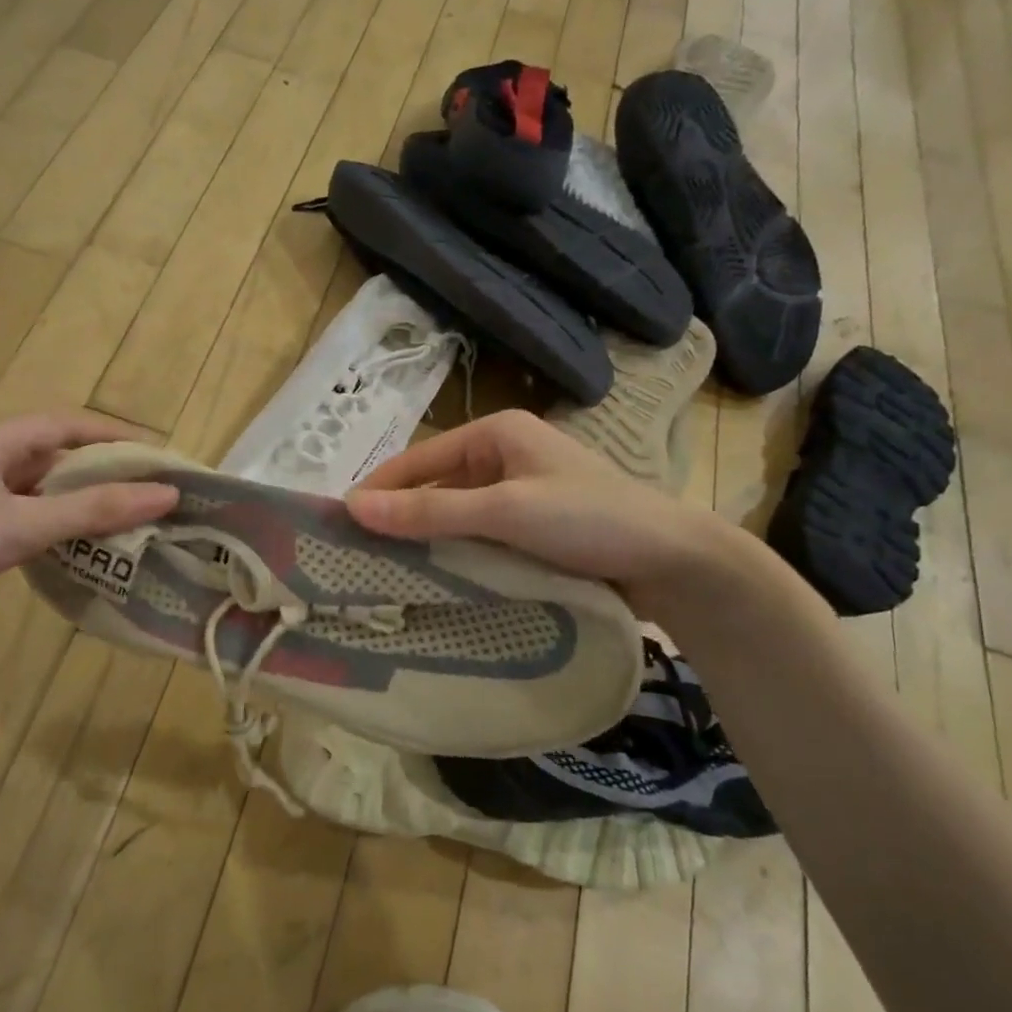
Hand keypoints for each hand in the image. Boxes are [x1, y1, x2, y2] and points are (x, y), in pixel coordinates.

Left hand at [0, 412, 177, 653]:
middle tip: (146, 496)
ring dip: (75, 506)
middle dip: (99, 474)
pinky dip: (48, 532)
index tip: (156, 456)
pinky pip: (16, 522)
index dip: (113, 436)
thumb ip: (95, 510)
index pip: (65, 424)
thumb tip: (167, 494)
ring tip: (122, 526)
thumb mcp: (24, 523)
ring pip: (34, 494)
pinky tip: (72, 554)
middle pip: (52, 458)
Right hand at [345, 409, 729, 615]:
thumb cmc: (588, 519)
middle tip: (358, 556)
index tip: (339, 524)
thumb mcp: (504, 511)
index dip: (378, 489)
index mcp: (496, 433)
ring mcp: (520, 493)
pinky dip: (456, 553)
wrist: (672, 561)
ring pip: (455, 515)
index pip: (418, 459)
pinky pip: (479, 535)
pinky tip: (434, 579)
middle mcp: (504, 456)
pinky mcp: (533, 527)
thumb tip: (353, 508)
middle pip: (434, 486)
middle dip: (400, 518)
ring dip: (427, 540)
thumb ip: (430, 511)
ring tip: (385, 573)